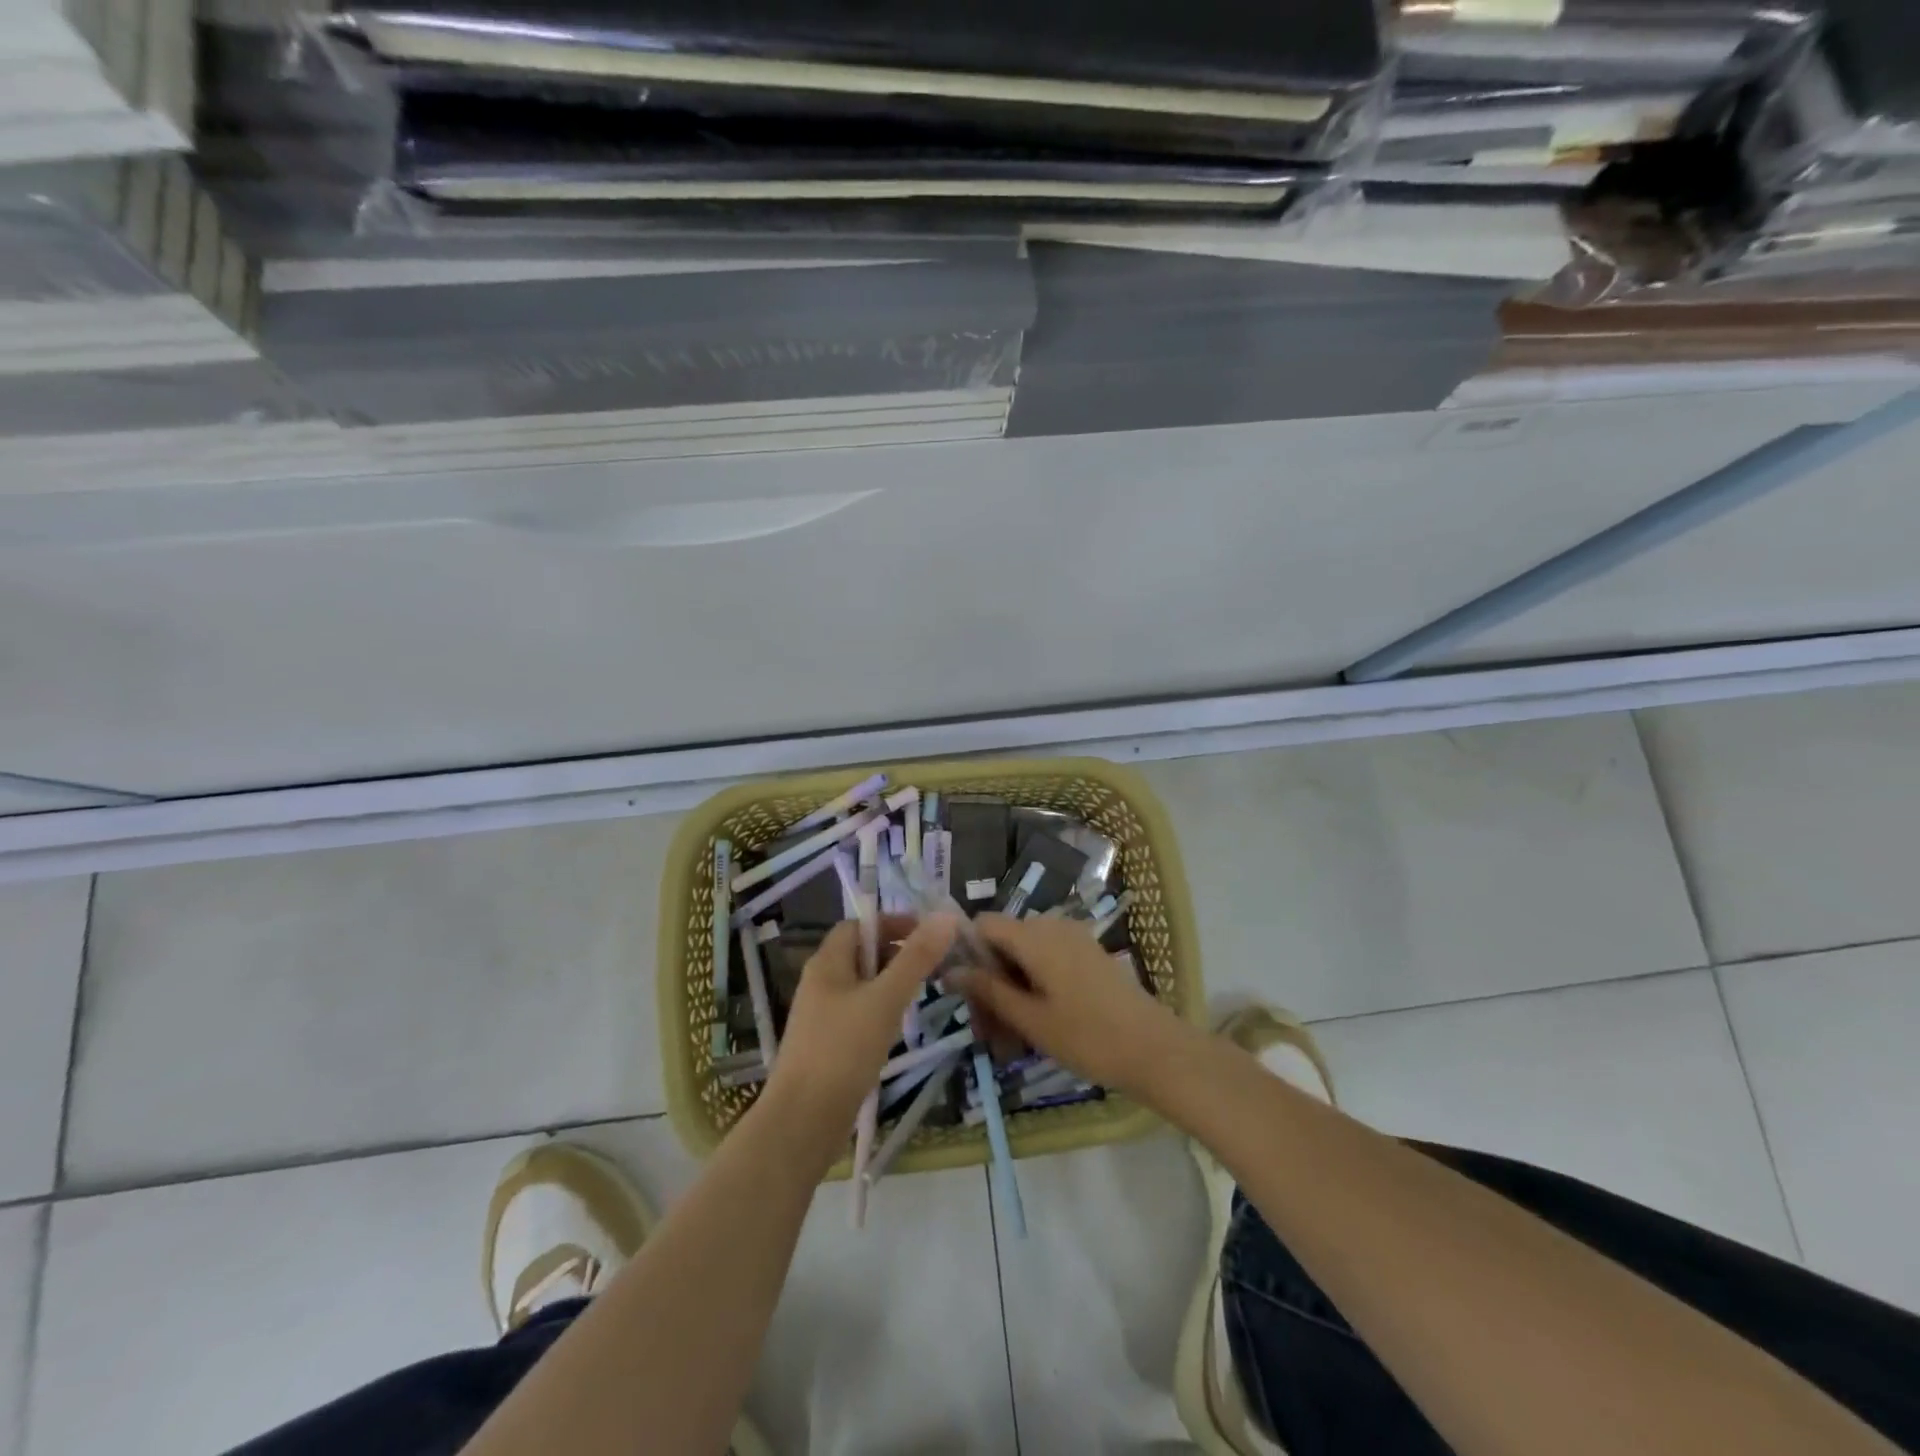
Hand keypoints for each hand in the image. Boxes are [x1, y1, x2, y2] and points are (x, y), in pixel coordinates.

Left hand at [762, 913, 958, 1150]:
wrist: (802, 1122)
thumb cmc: (843, 1051)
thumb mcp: (886, 999)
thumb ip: (916, 958)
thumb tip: (945, 916)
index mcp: (827, 962)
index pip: (859, 925)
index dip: (892, 923)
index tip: (928, 935)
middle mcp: (820, 982)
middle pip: (861, 954)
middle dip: (897, 954)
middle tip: (932, 967)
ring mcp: (821, 1016)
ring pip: (862, 986)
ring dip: (892, 985)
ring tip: (922, 997)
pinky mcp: (826, 1045)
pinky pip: (858, 1014)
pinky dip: (881, 1012)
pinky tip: (898, 1030)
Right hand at [955, 914, 1191, 1097]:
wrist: (1155, 1049)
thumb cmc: (1087, 1036)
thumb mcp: (1030, 1019)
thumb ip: (988, 991)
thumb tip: (949, 970)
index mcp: (1035, 936)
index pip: (983, 924)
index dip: (966, 953)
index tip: (964, 994)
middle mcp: (1053, 926)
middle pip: (1004, 942)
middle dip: (989, 982)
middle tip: (987, 1031)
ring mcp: (1074, 939)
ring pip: (1025, 956)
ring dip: (1011, 990)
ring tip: (1010, 1039)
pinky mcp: (1088, 955)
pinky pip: (1047, 962)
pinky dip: (1034, 988)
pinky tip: (1036, 1025)